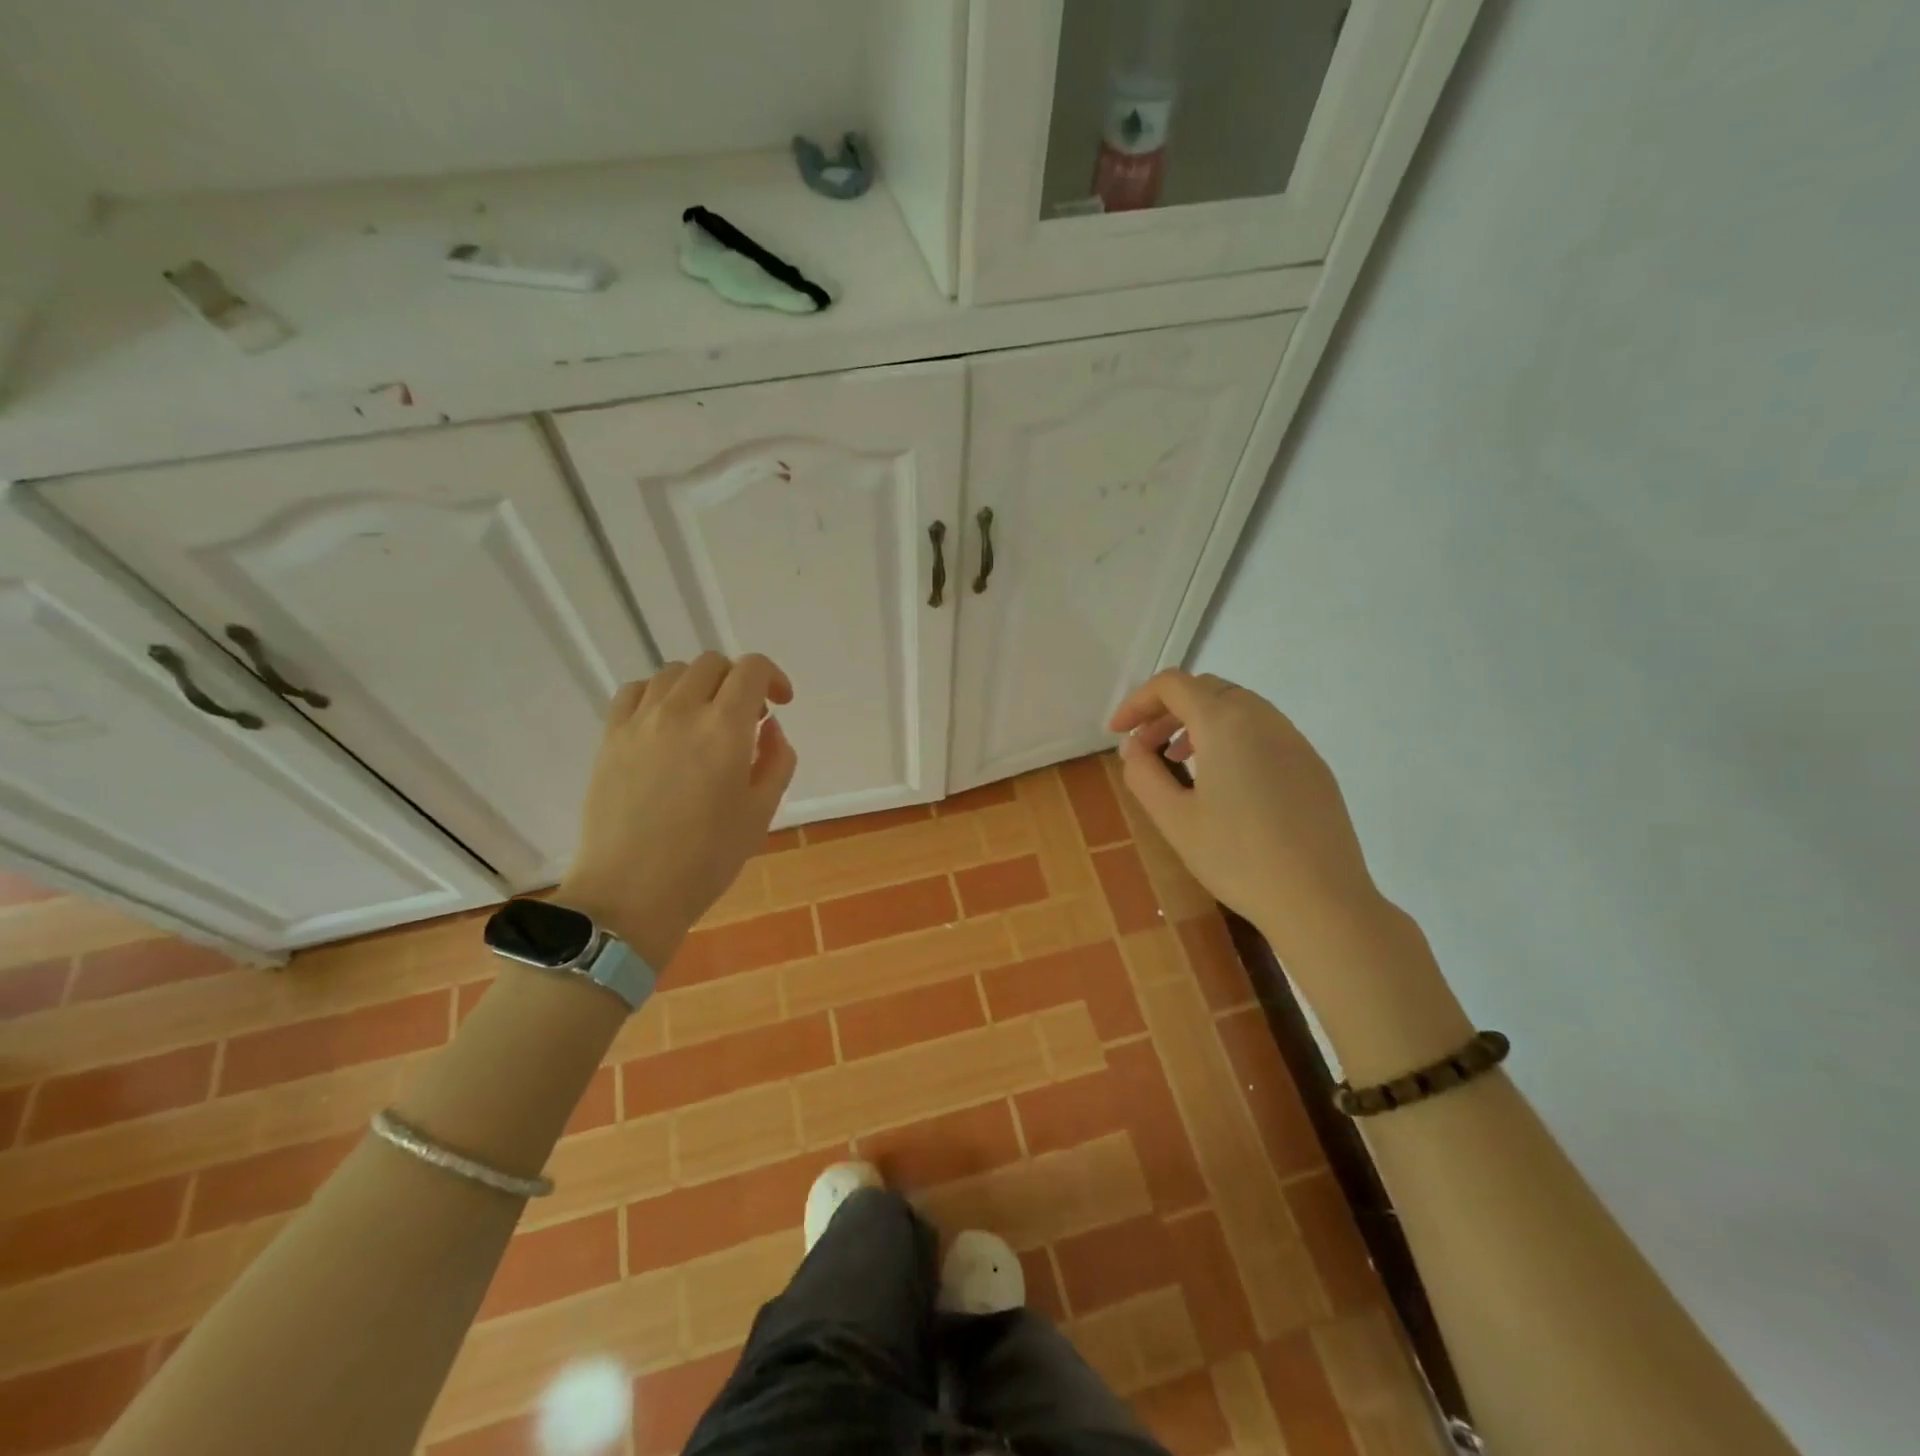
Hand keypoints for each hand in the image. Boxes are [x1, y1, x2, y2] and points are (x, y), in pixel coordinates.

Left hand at [556, 653, 796, 969]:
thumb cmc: (706, 859)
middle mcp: (682, 711)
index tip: (780, 704)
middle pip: (714, 664)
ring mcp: (640, 721)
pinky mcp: (610, 736)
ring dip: (700, 686)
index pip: (752, 669)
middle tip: (746, 718)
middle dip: (738, 682)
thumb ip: (776, 760)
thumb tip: (769, 727)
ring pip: (674, 672)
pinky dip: (659, 694)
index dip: (773, 677)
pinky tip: (666, 723)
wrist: (630, 891)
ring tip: (705, 720)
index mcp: (726, 729)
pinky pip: (636, 691)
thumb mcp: (761, 812)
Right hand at [1108, 670, 1380, 953]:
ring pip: (1238, 707)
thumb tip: (1136, 748)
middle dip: (1168, 710)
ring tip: (1180, 761)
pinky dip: (1231, 738)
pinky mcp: (1313, 765)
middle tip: (1145, 747)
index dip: (1138, 702)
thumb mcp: (1173, 818)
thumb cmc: (1236, 858)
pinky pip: (1264, 731)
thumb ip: (1143, 773)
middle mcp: (1264, 718)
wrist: (1320, 901)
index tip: (1118, 733)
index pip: (1173, 685)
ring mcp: (1295, 740)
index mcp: (1225, 723)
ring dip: (1200, 722)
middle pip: (1207, 689)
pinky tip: (1225, 782)